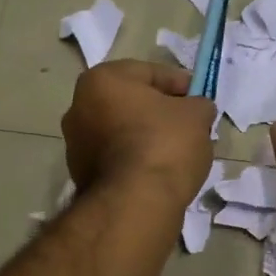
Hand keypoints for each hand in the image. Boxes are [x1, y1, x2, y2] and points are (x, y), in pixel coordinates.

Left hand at [63, 60, 215, 209]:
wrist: (135, 203)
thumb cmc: (164, 144)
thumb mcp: (197, 115)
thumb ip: (198, 104)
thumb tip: (196, 109)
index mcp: (102, 80)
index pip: (149, 72)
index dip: (180, 84)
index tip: (199, 99)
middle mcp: (79, 107)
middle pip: (131, 102)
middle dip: (160, 111)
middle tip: (189, 124)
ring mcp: (75, 144)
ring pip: (121, 131)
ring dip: (146, 136)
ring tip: (177, 151)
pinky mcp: (80, 175)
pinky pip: (116, 158)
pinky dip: (135, 160)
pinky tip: (158, 171)